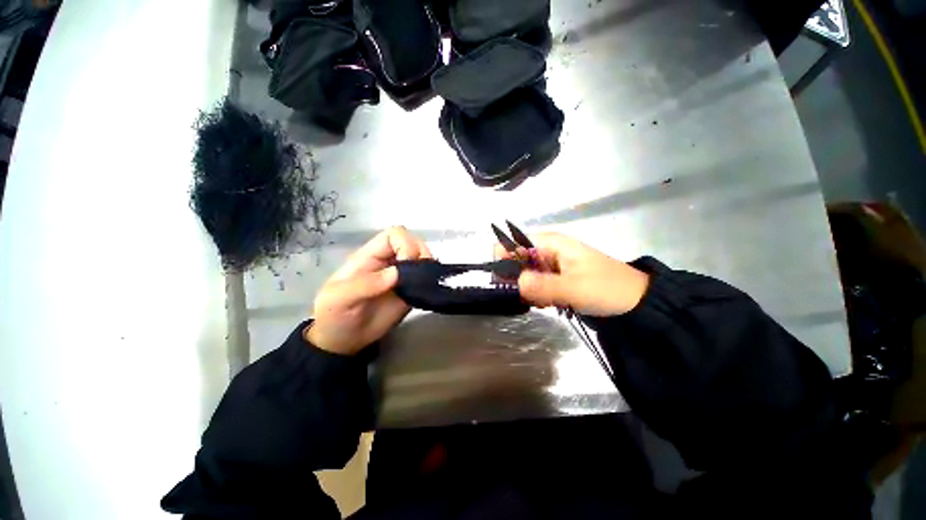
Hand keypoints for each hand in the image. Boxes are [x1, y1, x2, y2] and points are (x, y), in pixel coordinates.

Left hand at [307, 226, 431, 354]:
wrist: (342, 341)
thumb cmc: (334, 316)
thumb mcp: (339, 300)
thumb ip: (364, 285)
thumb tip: (396, 274)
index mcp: (370, 256)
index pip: (394, 235)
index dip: (405, 244)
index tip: (406, 265)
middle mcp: (389, 262)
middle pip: (413, 242)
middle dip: (421, 253)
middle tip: (420, 275)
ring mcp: (401, 277)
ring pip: (422, 258)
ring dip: (428, 266)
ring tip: (425, 282)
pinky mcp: (409, 291)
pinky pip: (425, 278)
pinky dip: (431, 279)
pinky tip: (428, 288)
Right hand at [495, 232, 648, 316]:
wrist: (635, 301)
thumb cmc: (606, 288)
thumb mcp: (573, 288)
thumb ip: (540, 286)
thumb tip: (511, 284)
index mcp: (549, 243)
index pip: (511, 244)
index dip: (504, 261)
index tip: (507, 283)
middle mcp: (546, 250)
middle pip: (515, 260)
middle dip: (517, 280)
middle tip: (529, 296)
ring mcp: (550, 264)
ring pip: (524, 274)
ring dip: (528, 290)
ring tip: (545, 301)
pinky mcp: (555, 277)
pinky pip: (535, 283)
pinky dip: (537, 294)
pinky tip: (549, 303)